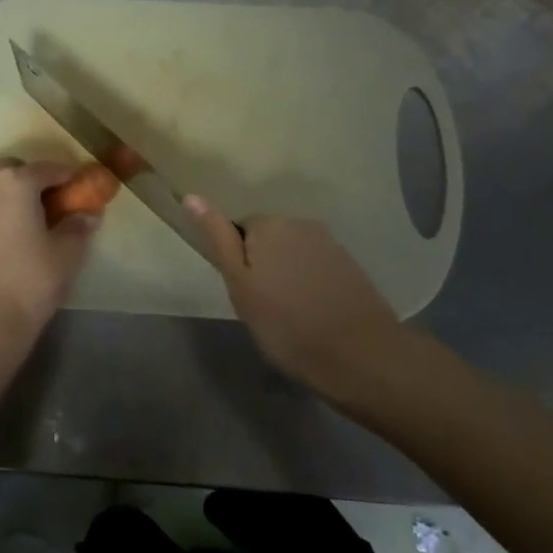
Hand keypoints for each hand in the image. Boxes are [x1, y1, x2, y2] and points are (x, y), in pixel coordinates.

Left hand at [0, 159, 100, 341]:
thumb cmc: (30, 281)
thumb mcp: (66, 254)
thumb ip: (78, 226)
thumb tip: (87, 214)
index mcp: (14, 182)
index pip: (47, 168)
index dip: (67, 176)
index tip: (79, 187)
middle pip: (12, 170)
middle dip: (32, 179)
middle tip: (49, 203)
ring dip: (7, 192)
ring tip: (23, 218)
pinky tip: (2, 234)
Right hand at [185, 199, 399, 393]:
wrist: (361, 356)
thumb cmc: (287, 324)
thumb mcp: (240, 285)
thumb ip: (218, 238)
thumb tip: (192, 196)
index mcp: (269, 224)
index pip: (238, 231)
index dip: (238, 264)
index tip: (245, 295)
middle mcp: (300, 223)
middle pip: (268, 238)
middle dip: (262, 265)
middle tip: (265, 307)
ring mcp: (330, 242)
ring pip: (293, 253)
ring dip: (287, 274)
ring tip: (291, 313)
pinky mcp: (350, 264)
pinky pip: (316, 266)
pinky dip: (310, 283)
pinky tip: (315, 312)